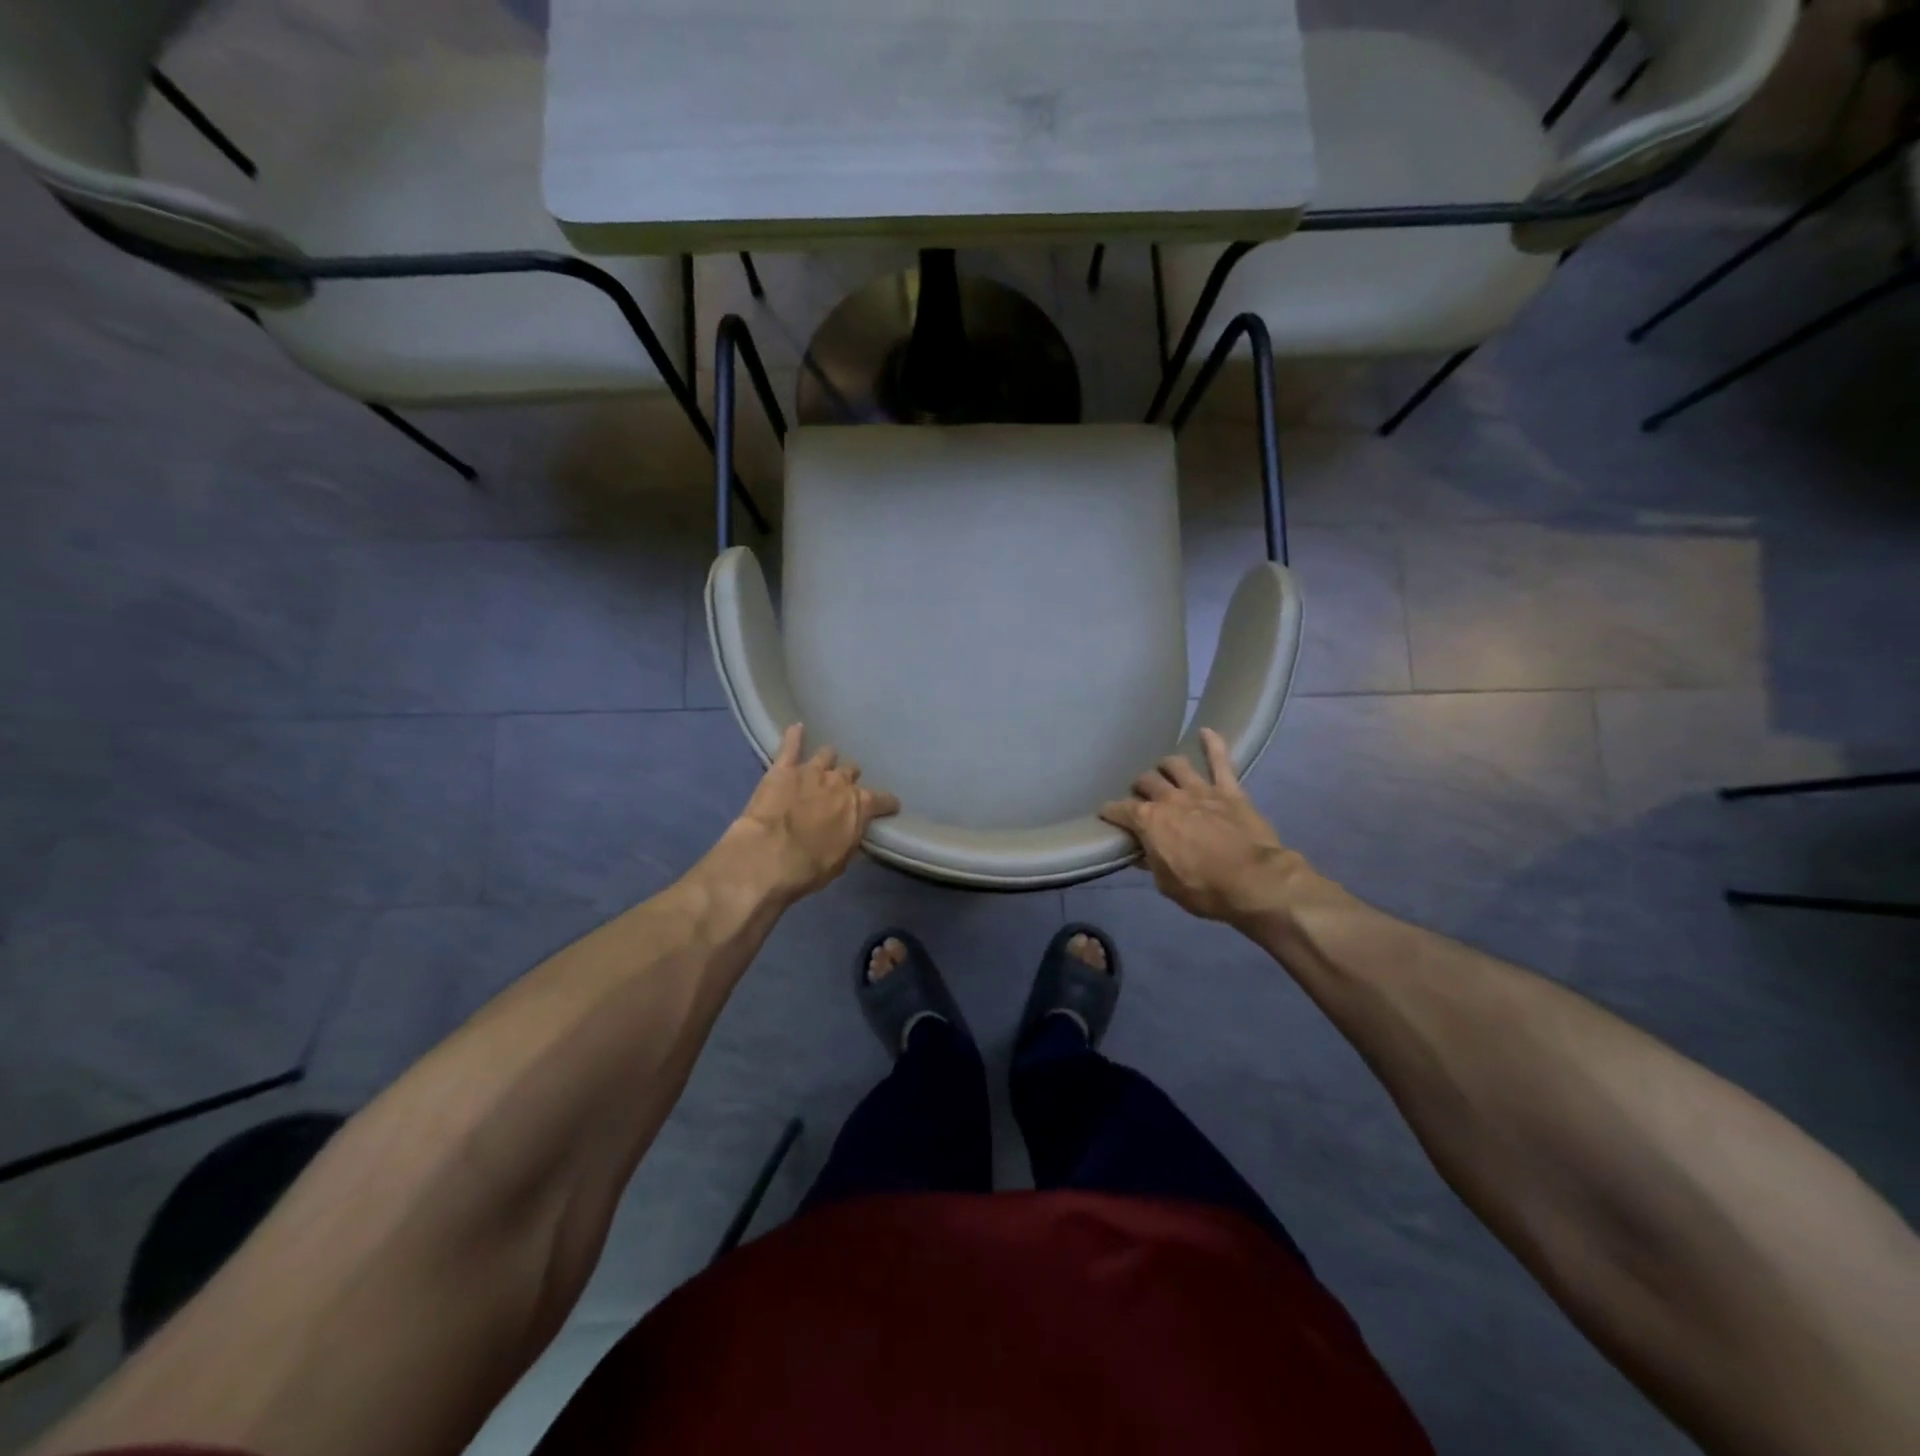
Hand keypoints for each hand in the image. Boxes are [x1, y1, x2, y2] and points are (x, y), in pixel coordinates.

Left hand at [722, 725, 899, 903]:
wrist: (768, 856)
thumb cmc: (809, 867)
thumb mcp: (841, 861)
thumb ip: (849, 839)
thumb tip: (852, 831)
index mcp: (859, 806)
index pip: (883, 800)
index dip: (887, 803)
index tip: (889, 806)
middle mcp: (840, 782)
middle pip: (851, 773)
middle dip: (849, 780)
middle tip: (842, 790)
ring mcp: (811, 771)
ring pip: (827, 755)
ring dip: (828, 761)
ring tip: (824, 764)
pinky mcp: (783, 768)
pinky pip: (791, 745)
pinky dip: (795, 736)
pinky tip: (797, 728)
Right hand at [1101, 728, 1309, 924]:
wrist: (1255, 881)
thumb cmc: (1204, 889)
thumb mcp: (1166, 884)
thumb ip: (1151, 863)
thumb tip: (1141, 853)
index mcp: (1148, 822)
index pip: (1119, 810)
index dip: (1110, 813)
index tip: (1107, 815)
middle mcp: (1169, 798)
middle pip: (1145, 781)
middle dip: (1139, 787)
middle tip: (1141, 797)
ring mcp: (1200, 790)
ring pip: (1175, 765)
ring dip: (1166, 767)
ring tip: (1164, 772)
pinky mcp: (1229, 790)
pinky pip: (1220, 760)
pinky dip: (1213, 744)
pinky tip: (1206, 731)